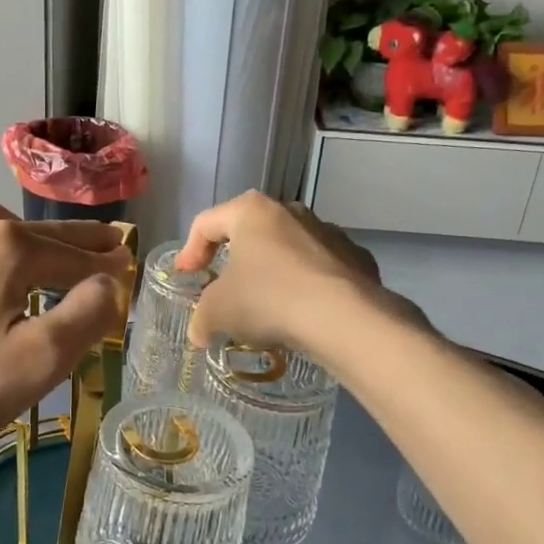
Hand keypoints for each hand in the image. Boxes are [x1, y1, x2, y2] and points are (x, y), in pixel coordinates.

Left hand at [0, 202, 129, 465]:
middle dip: (76, 240)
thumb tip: (111, 283)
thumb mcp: (39, 360)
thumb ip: (87, 316)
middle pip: (39, 233)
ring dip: (28, 239)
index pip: (75, 253)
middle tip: (106, 242)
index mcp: (9, 247)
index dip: (107, 262)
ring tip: (45, 255)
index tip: (129, 263)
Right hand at [174, 192, 399, 354]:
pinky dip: (307, 286)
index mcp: (251, 211)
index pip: (207, 223)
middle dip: (235, 259)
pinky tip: (302, 314)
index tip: (187, 276)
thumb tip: (199, 332)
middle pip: (251, 232)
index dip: (190, 250)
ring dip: (273, 272)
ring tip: (266, 306)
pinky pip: (320, 270)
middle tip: (224, 287)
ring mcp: (329, 232)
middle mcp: (290, 211)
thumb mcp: (218, 311)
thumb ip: (201, 317)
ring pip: (288, 249)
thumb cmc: (268, 299)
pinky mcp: (357, 258)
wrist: (344, 318)